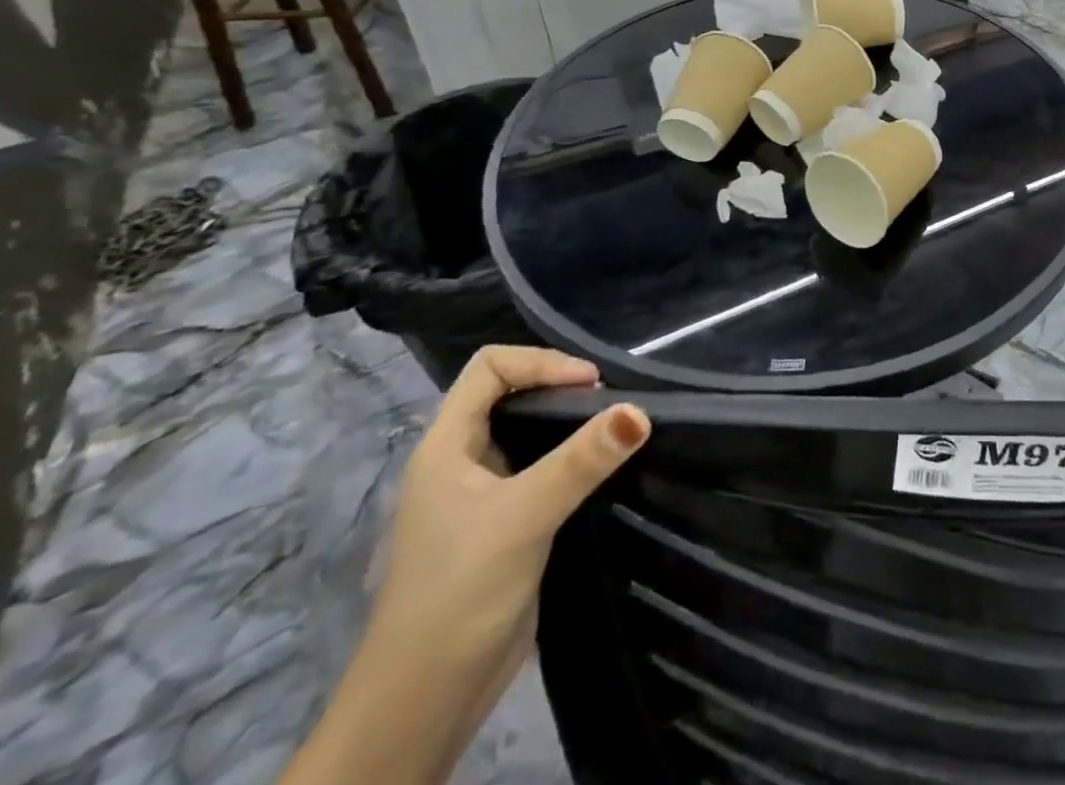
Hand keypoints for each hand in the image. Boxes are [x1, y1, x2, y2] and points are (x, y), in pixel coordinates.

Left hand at [283, 346, 648, 784]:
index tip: (590, 386)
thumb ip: (581, 461)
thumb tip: (640, 412)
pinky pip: (541, 470)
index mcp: (445, 446)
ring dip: (570, 425)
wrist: (424, 702)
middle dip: (560, 388)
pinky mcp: (505, 524)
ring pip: (528, 433)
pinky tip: (602, 470)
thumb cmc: (459, 593)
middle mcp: (461, 461)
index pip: (489, 368)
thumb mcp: (523, 517)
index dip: (540, 363)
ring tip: (613, 430)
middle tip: (610, 405)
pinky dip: (572, 459)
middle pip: (510, 394)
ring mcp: (482, 495)